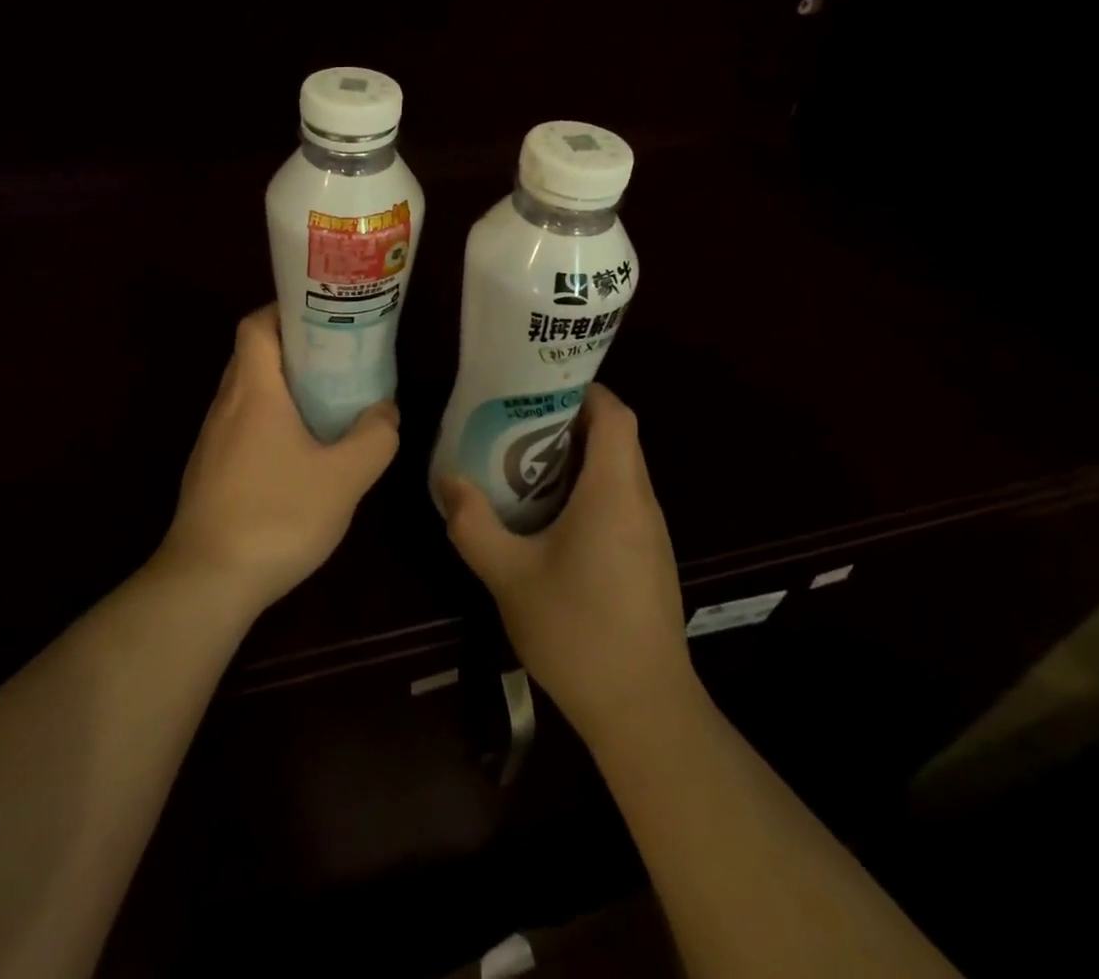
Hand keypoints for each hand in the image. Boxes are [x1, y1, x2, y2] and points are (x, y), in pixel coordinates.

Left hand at [157, 305, 399, 619]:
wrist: (207, 582)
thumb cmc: (277, 515)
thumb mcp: (345, 478)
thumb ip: (374, 438)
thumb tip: (385, 411)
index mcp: (254, 391)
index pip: (256, 325)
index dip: (285, 311)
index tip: (322, 316)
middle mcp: (226, 405)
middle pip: (253, 355)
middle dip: (293, 348)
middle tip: (337, 357)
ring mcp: (212, 440)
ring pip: (247, 393)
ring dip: (282, 387)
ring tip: (325, 401)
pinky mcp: (209, 471)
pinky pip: (241, 425)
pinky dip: (269, 420)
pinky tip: (299, 452)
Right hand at [438, 384, 692, 741]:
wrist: (643, 711)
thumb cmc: (577, 631)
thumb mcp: (508, 575)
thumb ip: (473, 524)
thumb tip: (447, 479)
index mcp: (614, 492)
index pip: (615, 414)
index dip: (583, 389)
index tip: (538, 387)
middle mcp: (640, 502)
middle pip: (616, 438)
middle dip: (568, 421)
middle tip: (515, 422)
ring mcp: (650, 533)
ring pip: (618, 471)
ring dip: (577, 458)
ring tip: (522, 463)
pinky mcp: (649, 559)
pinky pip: (620, 502)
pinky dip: (588, 491)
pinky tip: (549, 518)